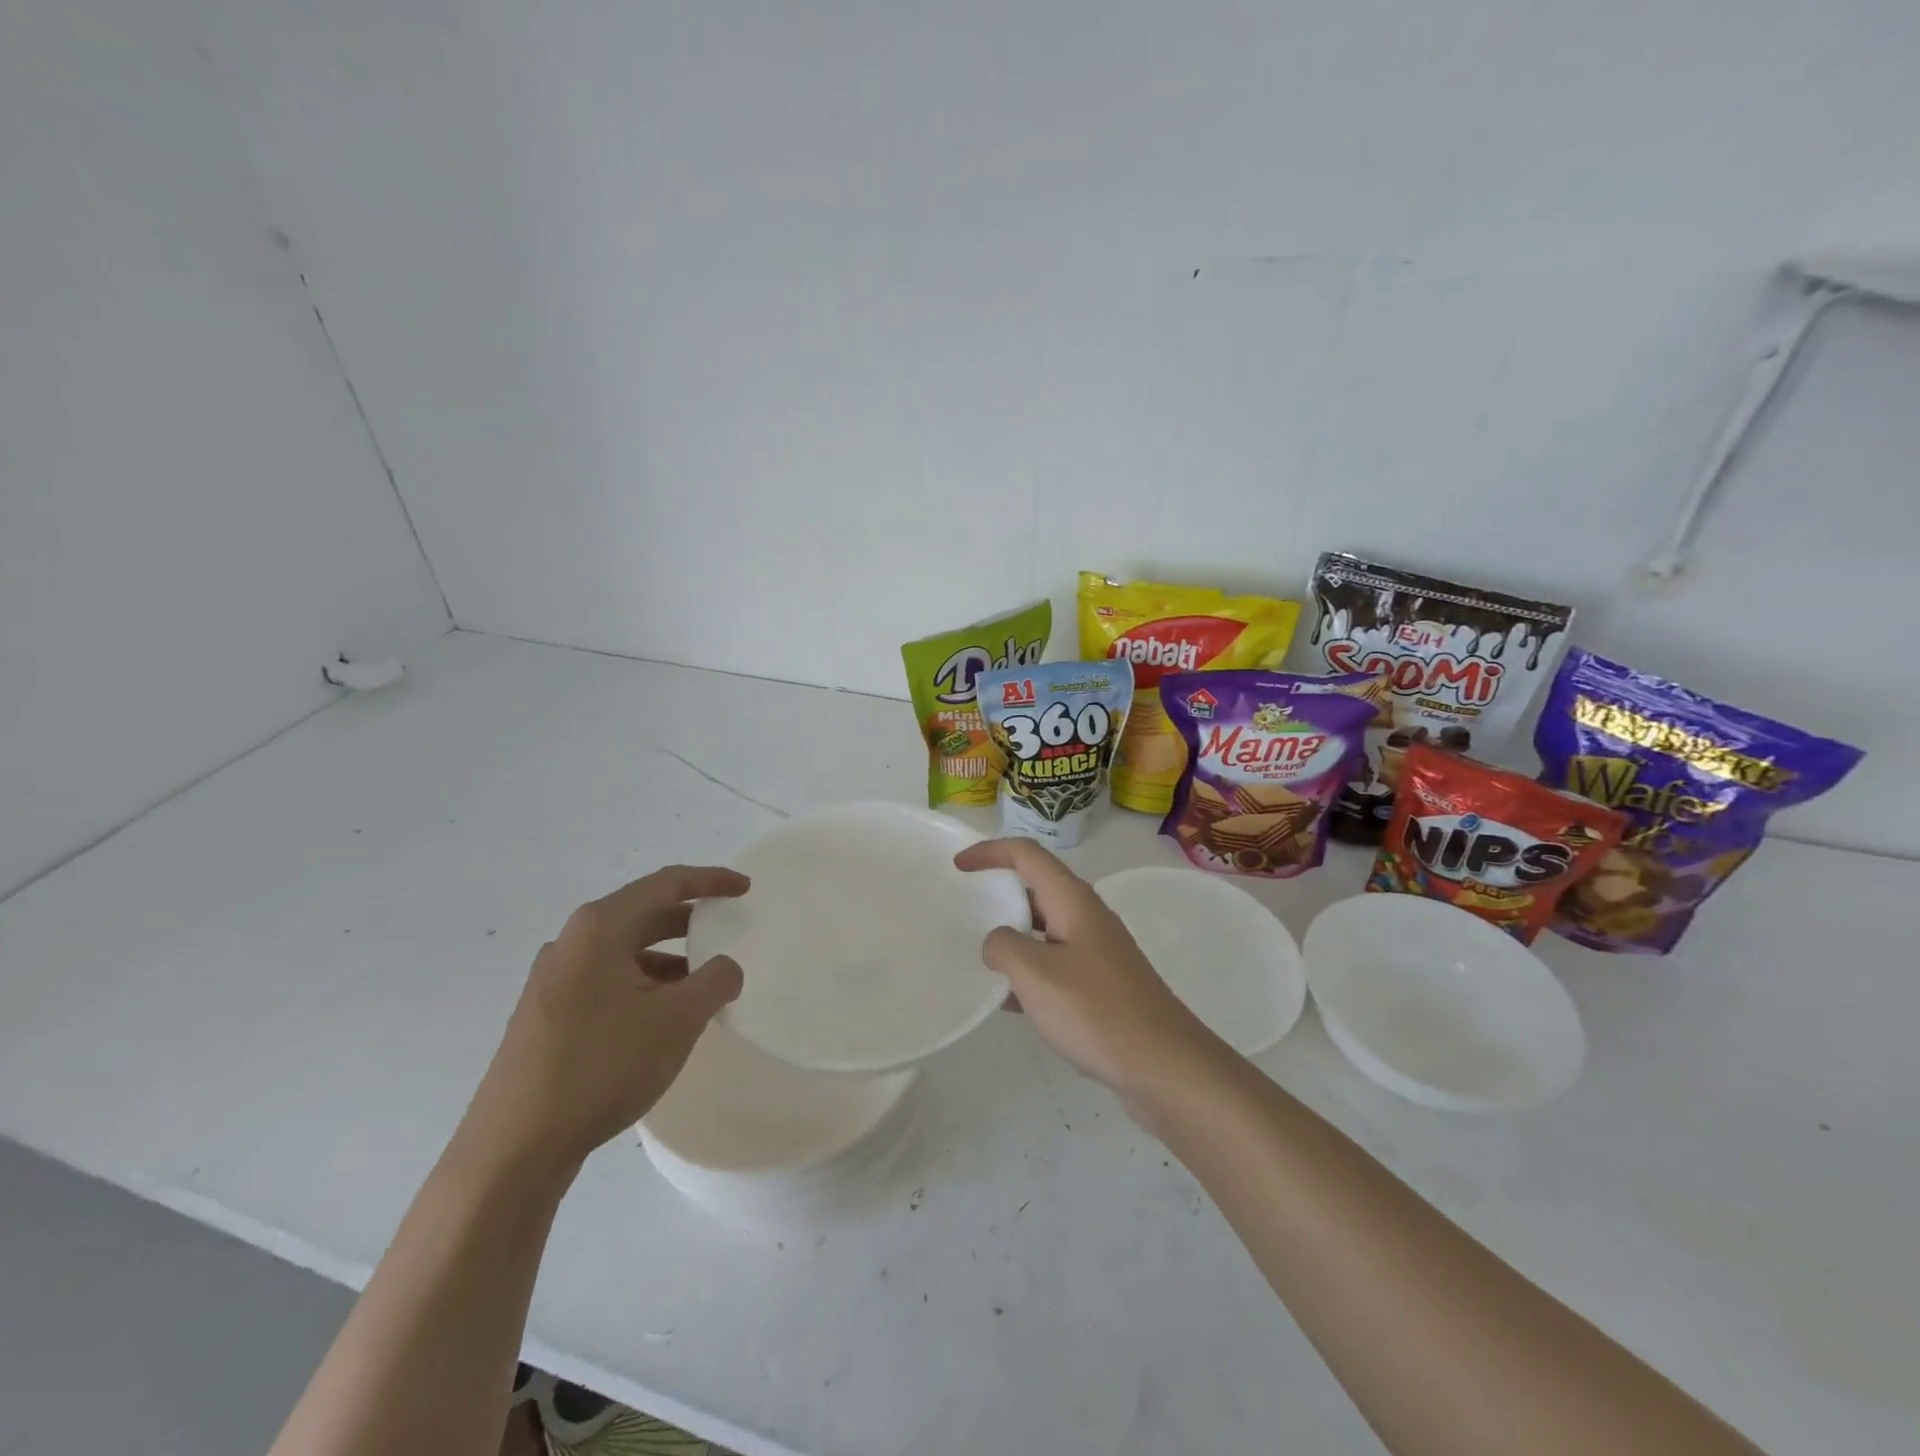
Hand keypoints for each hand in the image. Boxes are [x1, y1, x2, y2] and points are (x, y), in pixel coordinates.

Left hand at [454, 865, 749, 1182]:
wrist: (514, 1148)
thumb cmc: (601, 1066)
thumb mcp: (677, 1020)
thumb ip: (715, 981)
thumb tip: (726, 967)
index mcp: (600, 928)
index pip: (666, 884)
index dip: (710, 880)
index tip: (744, 888)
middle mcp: (571, 942)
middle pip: (642, 913)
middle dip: (688, 919)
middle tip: (726, 929)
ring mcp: (553, 979)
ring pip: (624, 950)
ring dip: (667, 957)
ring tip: (702, 983)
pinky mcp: (546, 1013)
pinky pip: (606, 979)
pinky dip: (643, 983)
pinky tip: (662, 1017)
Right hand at [954, 839, 1224, 1106]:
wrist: (1164, 1066)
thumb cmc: (1096, 1011)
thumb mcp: (1035, 974)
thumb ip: (1004, 947)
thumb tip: (997, 942)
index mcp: (1072, 900)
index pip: (1026, 854)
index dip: (990, 852)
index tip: (958, 866)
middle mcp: (1087, 916)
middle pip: (1036, 888)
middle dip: (999, 895)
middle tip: (965, 913)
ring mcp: (1098, 951)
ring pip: (1044, 930)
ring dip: (1012, 938)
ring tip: (979, 960)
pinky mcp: (1102, 984)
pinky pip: (1056, 963)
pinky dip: (1029, 972)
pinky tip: (1010, 1003)